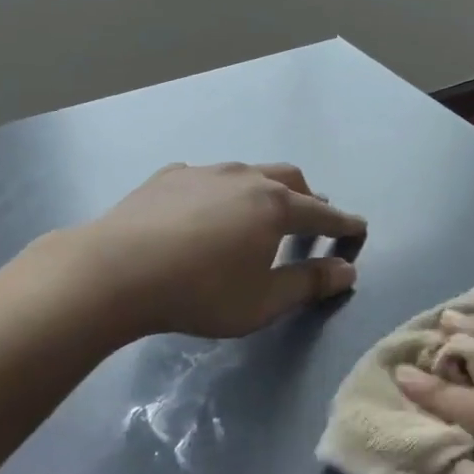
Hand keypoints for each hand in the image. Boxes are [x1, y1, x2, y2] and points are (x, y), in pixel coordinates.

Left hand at [81, 162, 365, 339]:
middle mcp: (246, 178)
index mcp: (275, 207)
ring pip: (249, 172)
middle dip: (308, 198)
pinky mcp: (170, 176)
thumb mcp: (263, 302)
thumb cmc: (199, 293)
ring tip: (261, 210)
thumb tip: (347, 271)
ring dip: (266, 189)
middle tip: (312, 218)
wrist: (115, 271)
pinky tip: (206, 209)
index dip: (344, 224)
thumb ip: (309, 284)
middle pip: (291, 179)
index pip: (322, 214)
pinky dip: (223, 191)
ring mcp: (205, 172)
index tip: (359, 228)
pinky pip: (209, 178)